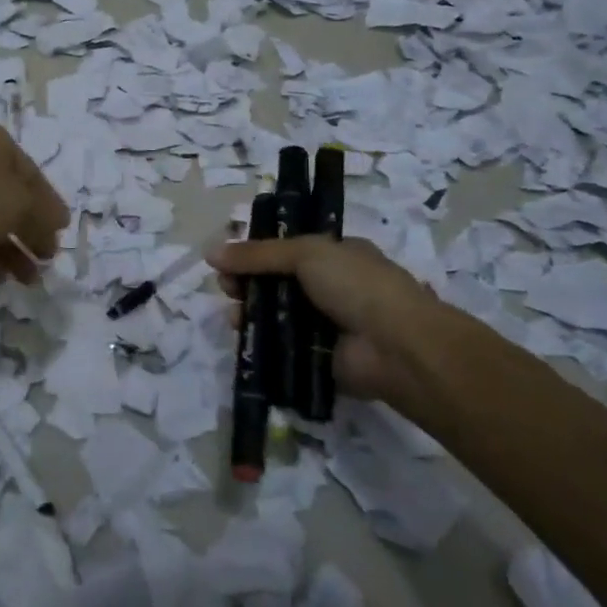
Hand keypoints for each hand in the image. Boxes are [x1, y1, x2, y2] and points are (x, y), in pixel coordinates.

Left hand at [0, 123, 69, 283]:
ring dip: (10, 251)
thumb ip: (44, 216)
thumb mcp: (21, 205)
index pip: (33, 176)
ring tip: (28, 281)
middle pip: (11, 199)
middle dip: (31, 233)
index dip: (50, 207)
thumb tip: (59, 222)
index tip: (61, 235)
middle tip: (47, 260)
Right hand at [209, 235, 444, 418]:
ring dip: (251, 311)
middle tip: (226, 287)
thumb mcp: (306, 254)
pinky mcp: (318, 357)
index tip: (229, 258)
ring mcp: (326, 324)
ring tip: (232, 314)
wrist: (396, 347)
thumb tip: (210, 252)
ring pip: (277, 314)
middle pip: (277, 281)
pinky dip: (262, 341)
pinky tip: (243, 337)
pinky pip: (283, 346)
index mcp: (336, 254)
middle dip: (248, 282)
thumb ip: (257, 254)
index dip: (257, 251)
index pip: (288, 248)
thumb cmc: (357, 286)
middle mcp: (332, 287)